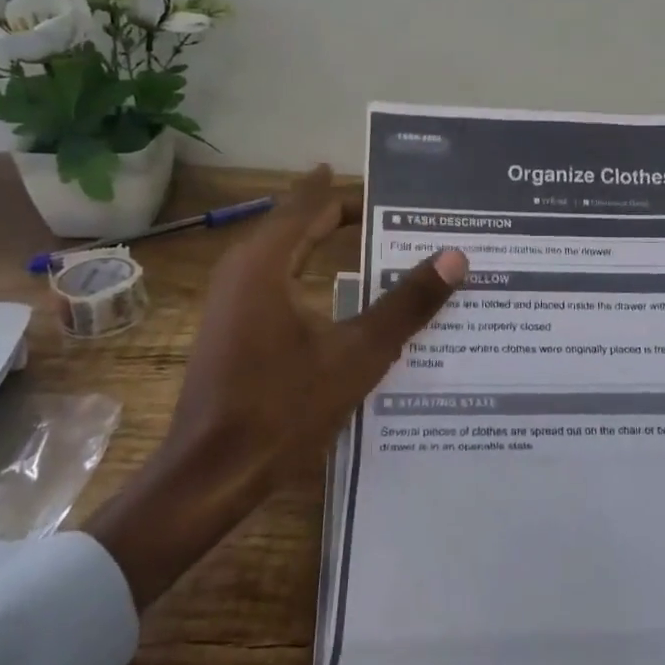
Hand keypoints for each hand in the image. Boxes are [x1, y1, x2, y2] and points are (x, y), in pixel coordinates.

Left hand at [87, 167, 467, 608]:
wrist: (210, 476)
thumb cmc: (282, 407)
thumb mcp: (357, 354)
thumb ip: (406, 304)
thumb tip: (455, 256)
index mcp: (265, 263)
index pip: (314, 204)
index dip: (354, 192)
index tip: (396, 188)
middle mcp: (243, 270)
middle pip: (300, 224)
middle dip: (345, 213)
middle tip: (398, 211)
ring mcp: (233, 301)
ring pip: (288, 253)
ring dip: (328, 243)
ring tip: (379, 242)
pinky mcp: (234, 328)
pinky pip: (280, 280)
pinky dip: (314, 272)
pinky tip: (345, 292)